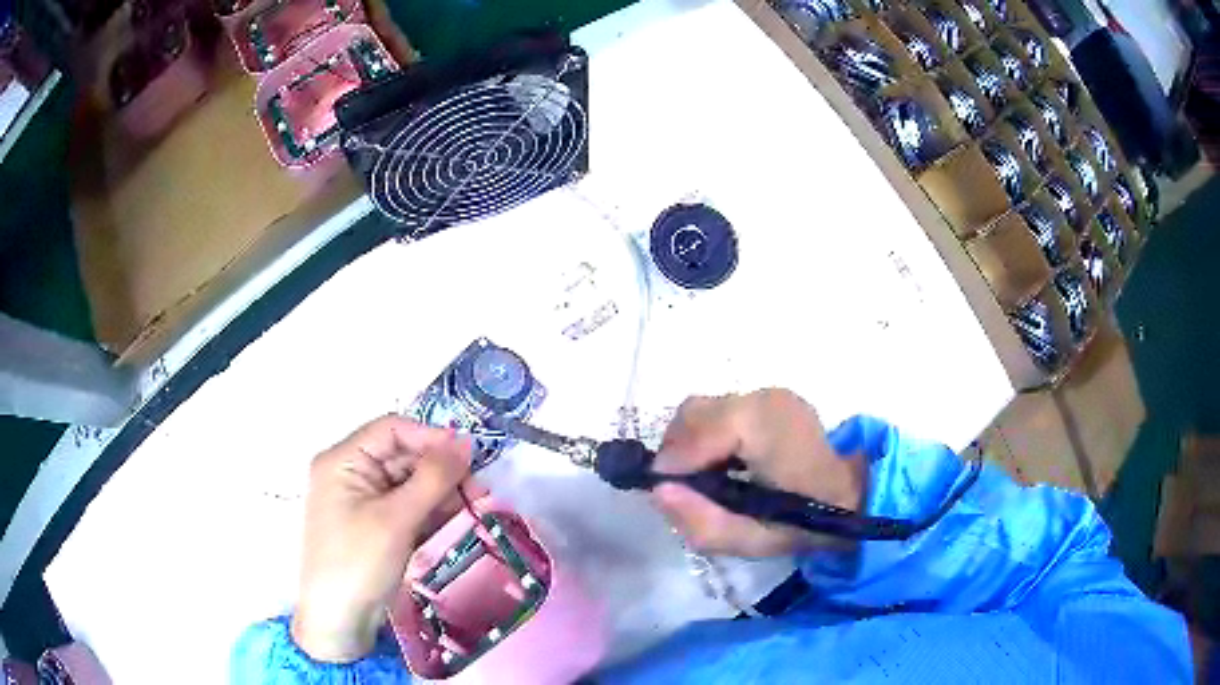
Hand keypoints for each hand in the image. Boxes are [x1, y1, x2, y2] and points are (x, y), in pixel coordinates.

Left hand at [291, 416, 471, 662]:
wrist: (340, 620)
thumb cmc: (358, 563)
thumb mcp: (396, 519)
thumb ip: (432, 478)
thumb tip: (465, 443)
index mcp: (343, 460)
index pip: (392, 430)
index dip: (431, 437)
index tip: (470, 457)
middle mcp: (351, 472)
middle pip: (403, 455)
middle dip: (441, 470)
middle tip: (479, 491)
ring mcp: (363, 499)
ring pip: (410, 482)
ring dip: (441, 492)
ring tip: (474, 507)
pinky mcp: (376, 523)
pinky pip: (407, 505)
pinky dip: (431, 510)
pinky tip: (456, 521)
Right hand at [651, 389, 864, 556]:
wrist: (853, 496)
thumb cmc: (805, 523)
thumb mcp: (752, 541)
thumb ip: (702, 521)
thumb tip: (658, 490)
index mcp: (767, 428)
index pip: (698, 431)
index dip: (675, 462)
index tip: (667, 493)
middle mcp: (765, 398)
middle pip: (694, 413)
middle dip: (678, 451)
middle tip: (685, 489)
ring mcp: (769, 393)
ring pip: (703, 409)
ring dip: (691, 442)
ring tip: (704, 478)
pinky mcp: (769, 397)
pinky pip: (719, 411)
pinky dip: (708, 435)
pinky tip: (723, 463)